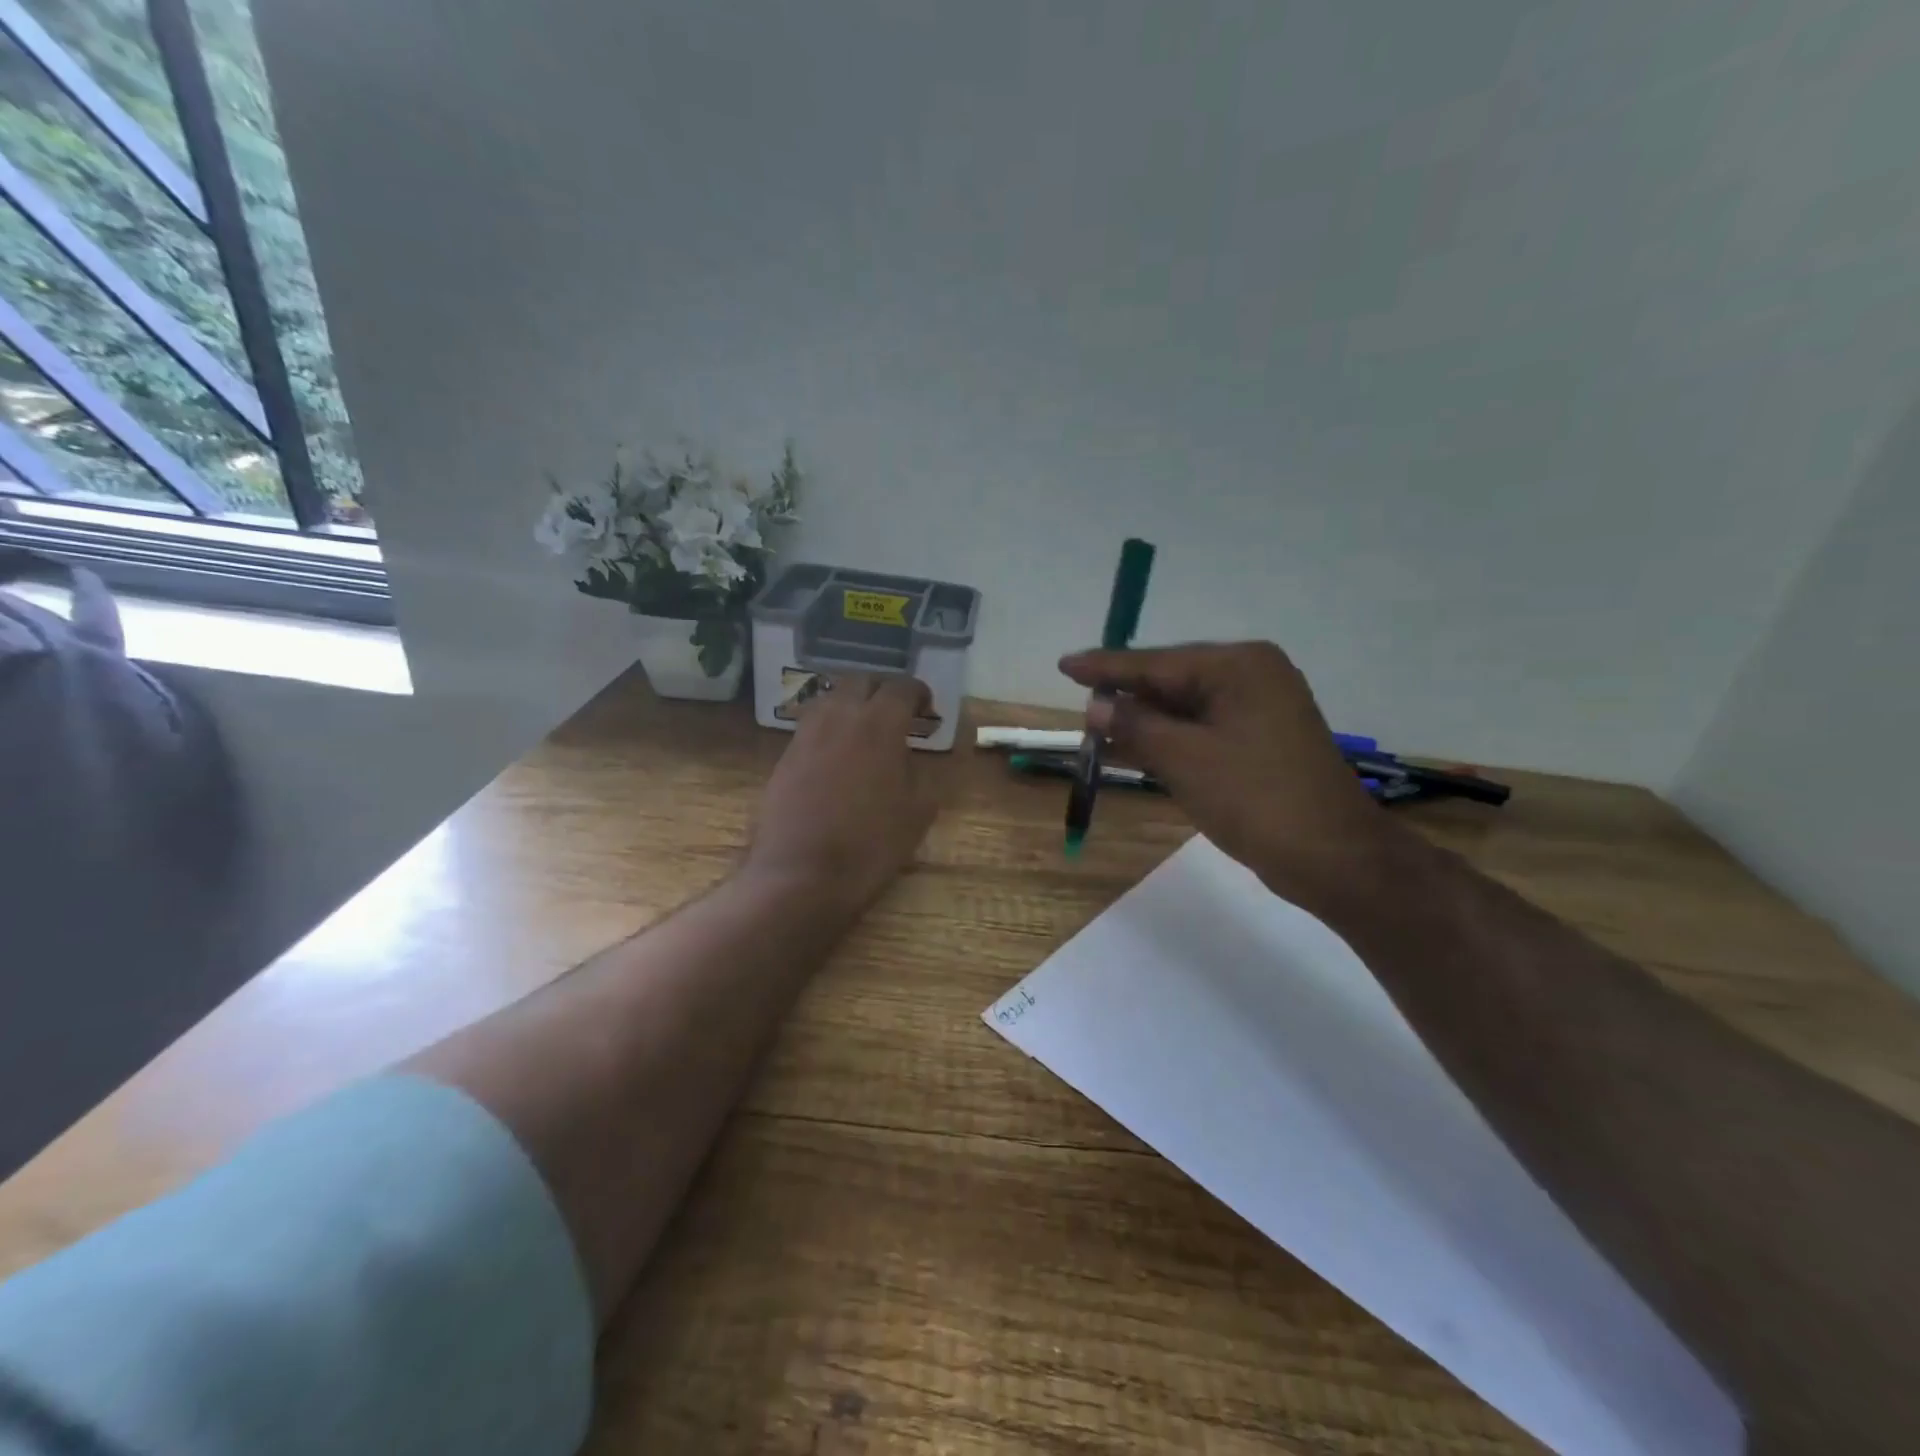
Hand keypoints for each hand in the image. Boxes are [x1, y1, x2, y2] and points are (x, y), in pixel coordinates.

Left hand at [746, 674, 938, 914]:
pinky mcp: (785, 754)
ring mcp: (807, 733)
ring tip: (866, 728)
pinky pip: (812, 724)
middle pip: (862, 681)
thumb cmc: (869, 845)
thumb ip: (923, 774)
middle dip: (884, 690)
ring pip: (832, 697)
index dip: (918, 693)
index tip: (927, 709)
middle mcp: (840, 716)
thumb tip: (917, 758)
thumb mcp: (917, 813)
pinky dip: (830, 726)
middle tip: (898, 714)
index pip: (901, 688)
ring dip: (853, 703)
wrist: (799, 875)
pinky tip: (839, 753)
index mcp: (879, 725)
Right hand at [1059, 642, 1401, 907]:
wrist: (1332, 857)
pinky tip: (1135, 748)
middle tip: (1080, 708)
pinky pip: (1203, 729)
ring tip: (1097, 729)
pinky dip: (1170, 739)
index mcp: (1238, 666)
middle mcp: (1252, 676)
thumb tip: (1096, 704)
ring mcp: (1261, 709)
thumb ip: (1135, 725)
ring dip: (1144, 722)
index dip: (1105, 667)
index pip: (1156, 662)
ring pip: (1186, 708)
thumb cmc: (1254, 799)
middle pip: (1172, 680)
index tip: (1064, 664)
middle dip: (1126, 698)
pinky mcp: (1262, 740)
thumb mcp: (1184, 759)